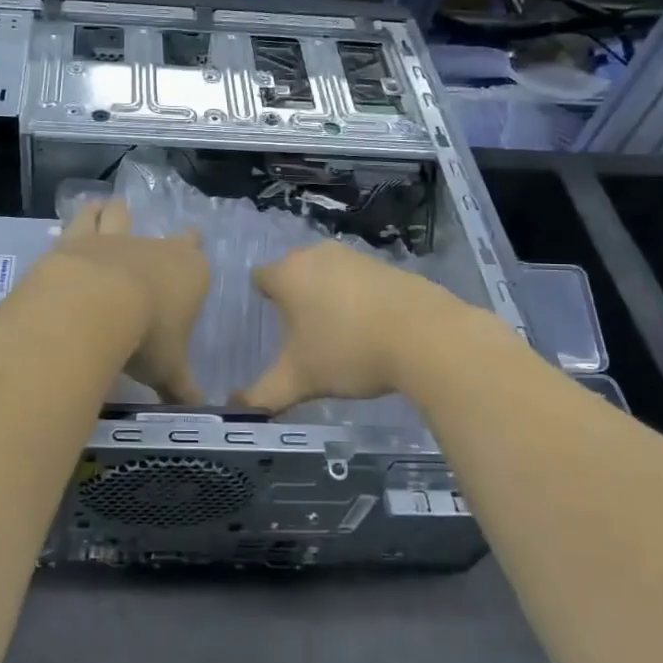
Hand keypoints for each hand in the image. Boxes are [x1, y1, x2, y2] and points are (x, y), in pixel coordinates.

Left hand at [45, 198, 208, 403]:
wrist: (96, 305)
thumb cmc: (146, 338)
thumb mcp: (168, 371)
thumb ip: (182, 388)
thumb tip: (198, 410)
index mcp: (190, 274)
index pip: (200, 260)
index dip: (196, 258)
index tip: (195, 253)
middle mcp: (157, 249)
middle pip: (170, 237)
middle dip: (172, 238)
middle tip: (169, 240)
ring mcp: (117, 239)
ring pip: (122, 216)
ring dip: (119, 213)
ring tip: (114, 210)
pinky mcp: (79, 238)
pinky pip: (85, 218)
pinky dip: (86, 214)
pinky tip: (84, 211)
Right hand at [235, 241, 481, 412]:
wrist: (427, 337)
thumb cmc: (348, 352)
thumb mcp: (299, 381)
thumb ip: (262, 395)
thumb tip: (234, 408)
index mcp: (287, 274)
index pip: (260, 278)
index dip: (264, 301)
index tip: (274, 329)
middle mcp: (316, 254)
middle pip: (294, 273)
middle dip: (296, 299)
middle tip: (303, 336)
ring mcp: (355, 256)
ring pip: (328, 275)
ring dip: (328, 297)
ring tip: (338, 335)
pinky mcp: (388, 265)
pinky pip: (359, 280)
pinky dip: (358, 299)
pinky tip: (371, 329)